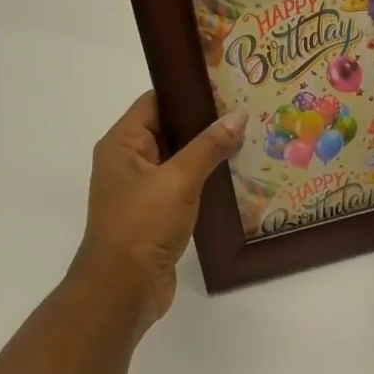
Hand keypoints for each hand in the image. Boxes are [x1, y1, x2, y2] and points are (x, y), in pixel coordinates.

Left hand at [71, 92, 245, 323]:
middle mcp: (129, 161)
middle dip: (206, 122)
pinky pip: (185, 185)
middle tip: (247, 111)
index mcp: (123, 144)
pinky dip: (207, 179)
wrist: (124, 288)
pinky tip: (238, 175)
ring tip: (251, 139)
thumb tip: (238, 115)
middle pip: (170, 129)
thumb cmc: (142, 225)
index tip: (227, 85)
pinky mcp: (157, 213)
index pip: (156, 102)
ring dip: (210, 153)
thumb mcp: (178, 180)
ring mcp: (143, 189)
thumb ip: (209, 146)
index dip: (188, 91)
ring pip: (181, 159)